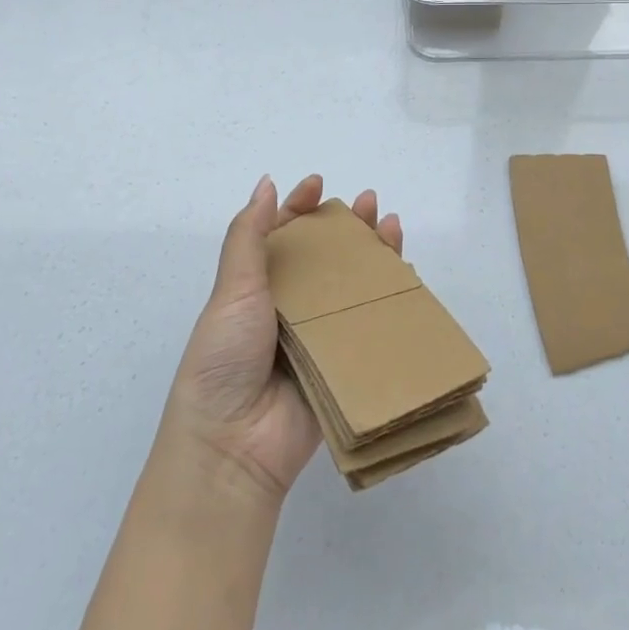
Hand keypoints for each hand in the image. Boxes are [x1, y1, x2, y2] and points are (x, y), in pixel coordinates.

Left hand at [157, 175, 402, 503]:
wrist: (234, 446)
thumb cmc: (224, 359)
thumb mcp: (231, 291)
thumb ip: (248, 237)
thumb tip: (266, 184)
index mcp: (256, 287)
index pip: (280, 235)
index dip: (299, 207)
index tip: (318, 184)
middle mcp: (288, 306)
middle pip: (324, 256)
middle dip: (346, 225)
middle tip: (368, 202)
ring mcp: (318, 334)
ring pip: (351, 284)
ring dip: (372, 253)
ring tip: (391, 225)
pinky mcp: (343, 361)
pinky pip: (370, 322)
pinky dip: (388, 296)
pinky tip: (403, 272)